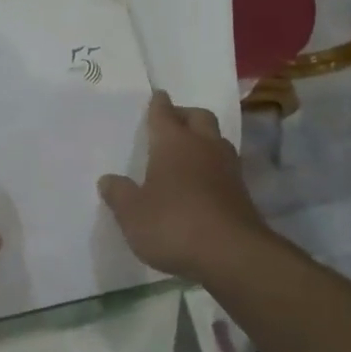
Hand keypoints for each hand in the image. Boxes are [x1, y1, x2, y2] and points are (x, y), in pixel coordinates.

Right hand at [98, 92, 265, 283]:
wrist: (233, 256)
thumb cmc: (174, 224)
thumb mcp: (133, 214)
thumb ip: (119, 194)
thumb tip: (108, 179)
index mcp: (173, 142)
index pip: (164, 112)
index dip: (158, 104)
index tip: (156, 96)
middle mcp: (203, 146)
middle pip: (198, 117)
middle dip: (185, 115)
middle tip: (171, 123)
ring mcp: (227, 168)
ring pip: (216, 140)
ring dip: (203, 140)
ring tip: (187, 153)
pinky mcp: (242, 193)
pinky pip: (225, 167)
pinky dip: (213, 168)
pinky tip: (201, 184)